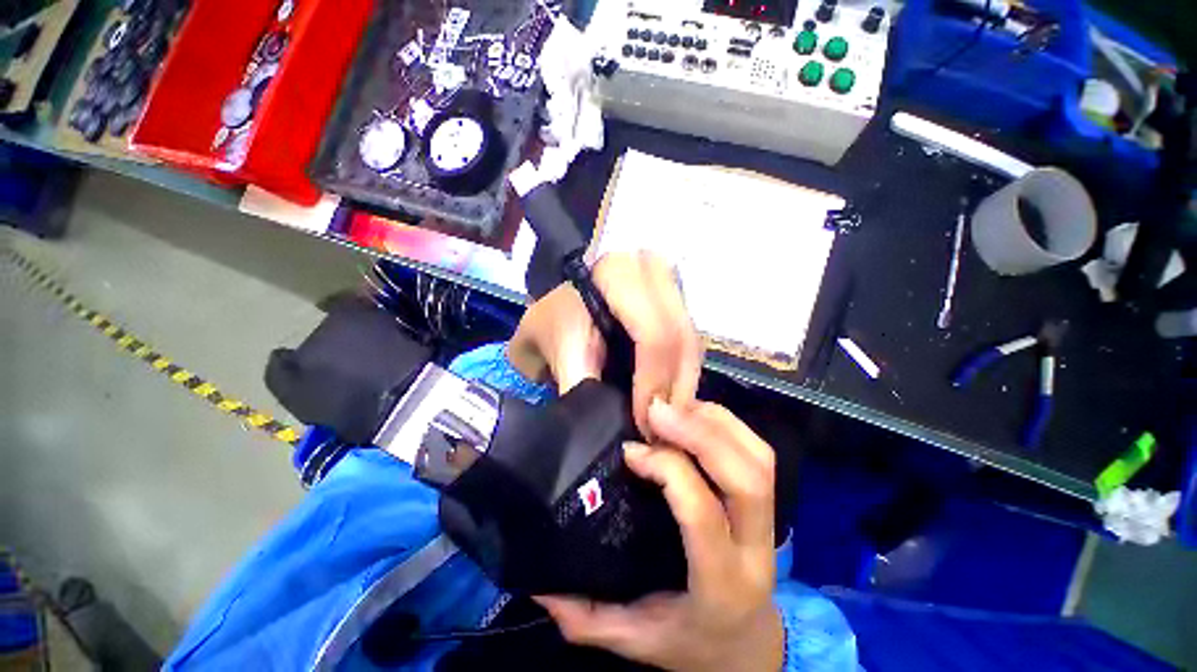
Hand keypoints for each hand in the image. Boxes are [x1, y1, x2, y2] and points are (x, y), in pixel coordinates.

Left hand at [507, 251, 703, 435]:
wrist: (559, 304)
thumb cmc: (551, 323)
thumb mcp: (556, 352)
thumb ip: (580, 388)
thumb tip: (607, 431)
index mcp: (619, 274)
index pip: (653, 335)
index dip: (652, 383)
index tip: (644, 424)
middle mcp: (652, 270)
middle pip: (681, 339)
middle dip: (675, 390)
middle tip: (662, 430)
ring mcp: (667, 282)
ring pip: (691, 341)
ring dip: (682, 384)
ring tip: (668, 419)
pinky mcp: (675, 298)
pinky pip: (689, 340)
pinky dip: (682, 372)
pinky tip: (671, 397)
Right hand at [536, 400, 782, 671]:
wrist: (747, 648)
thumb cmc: (690, 644)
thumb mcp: (635, 639)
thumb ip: (587, 618)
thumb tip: (540, 584)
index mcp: (720, 585)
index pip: (702, 514)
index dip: (668, 470)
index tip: (630, 450)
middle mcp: (755, 549)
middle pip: (746, 479)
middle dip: (700, 434)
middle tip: (656, 411)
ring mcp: (768, 523)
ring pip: (758, 459)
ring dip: (714, 422)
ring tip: (672, 407)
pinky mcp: (767, 504)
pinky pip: (756, 452)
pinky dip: (725, 424)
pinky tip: (693, 415)